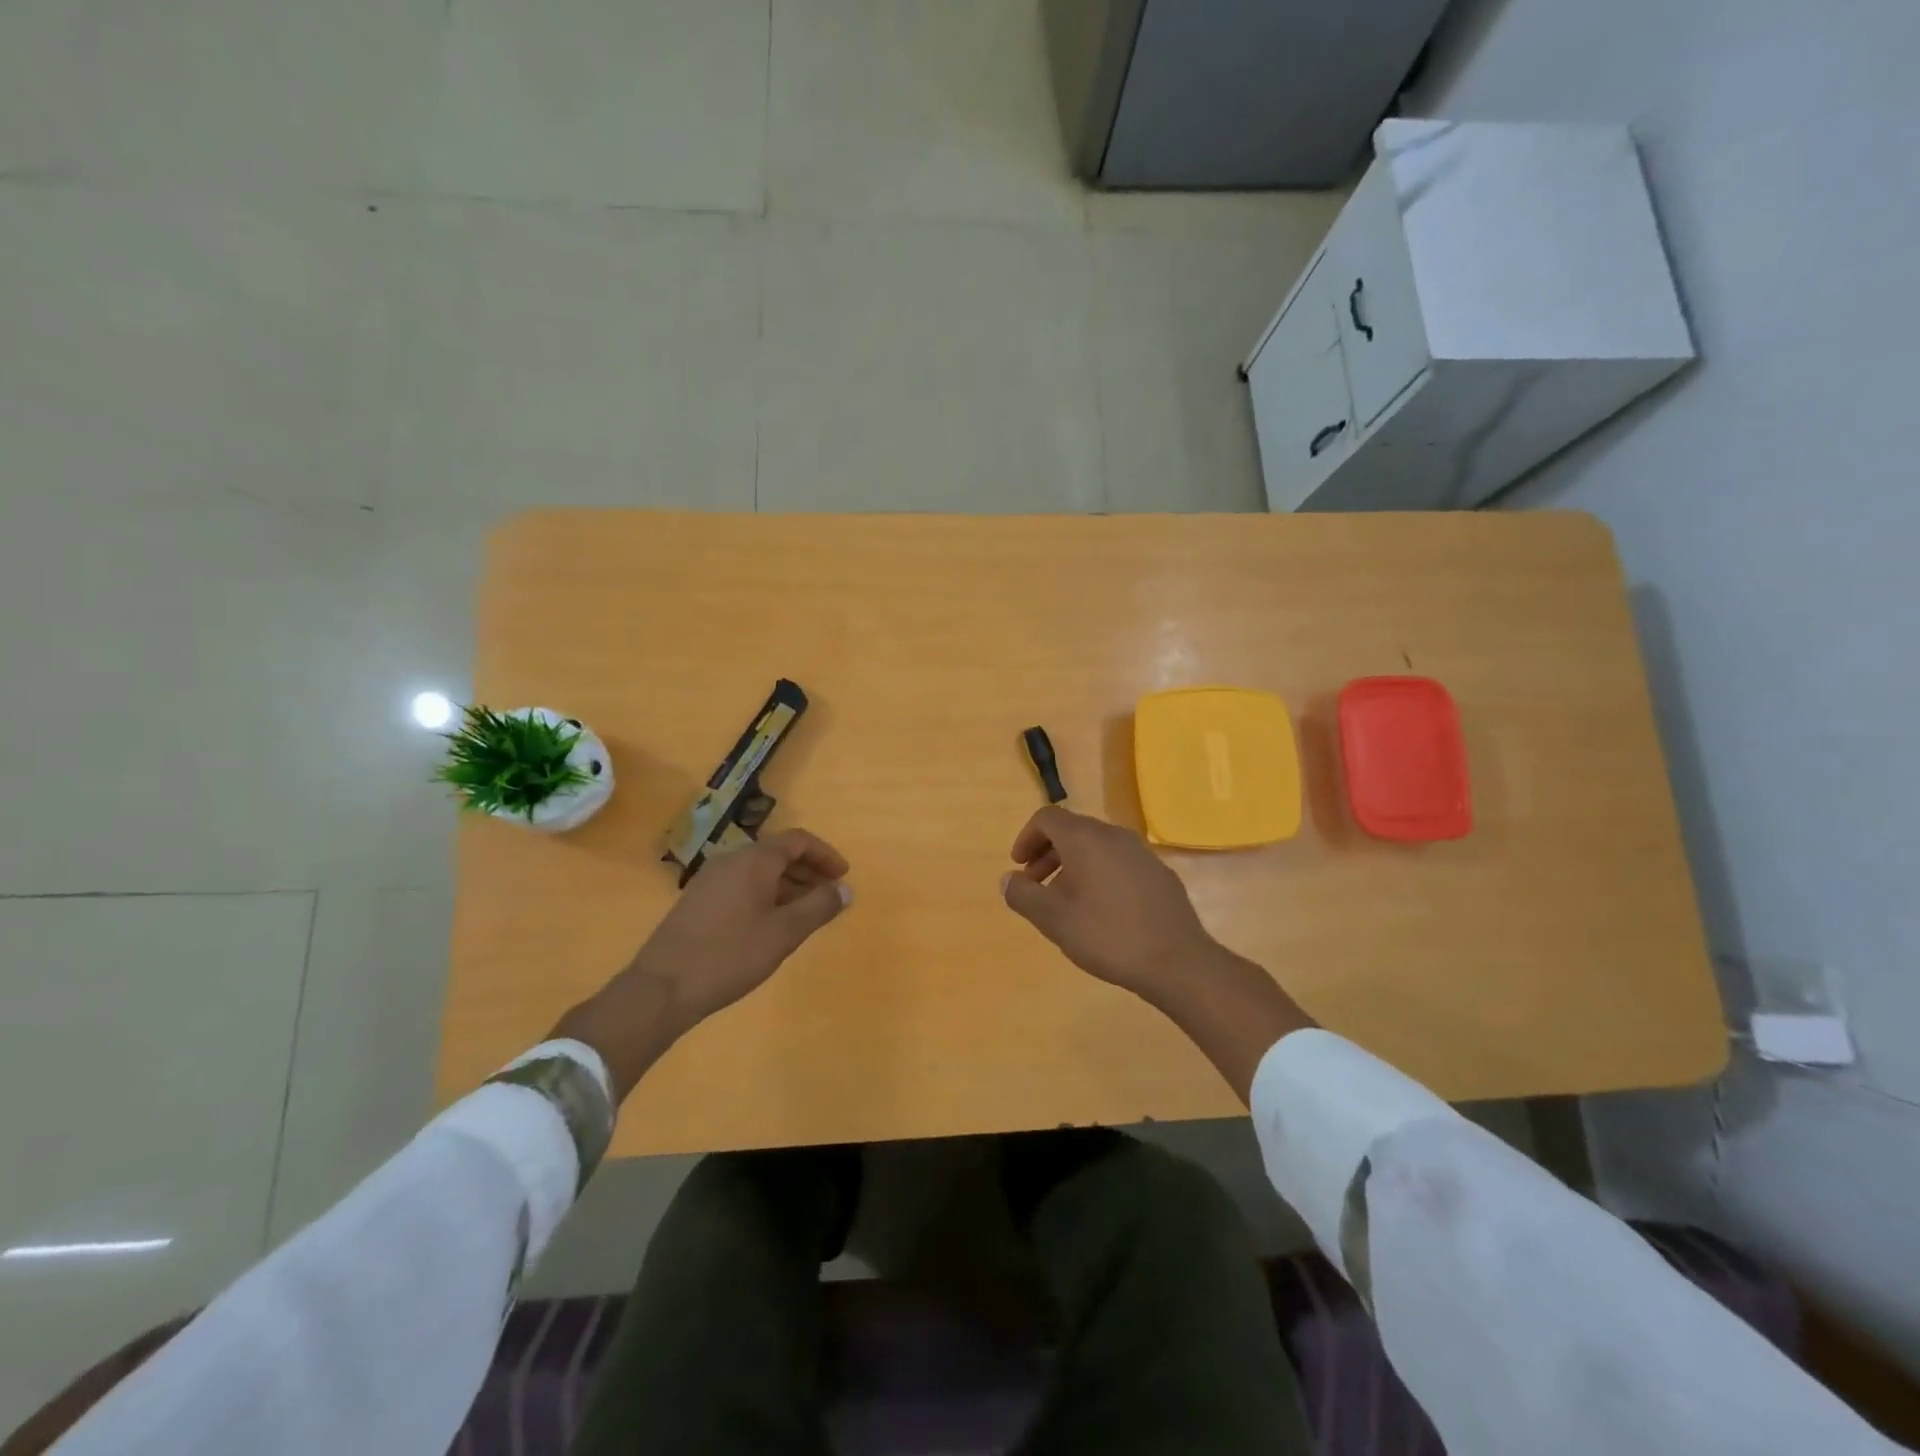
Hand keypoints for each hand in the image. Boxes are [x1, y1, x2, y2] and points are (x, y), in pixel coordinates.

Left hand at [632, 828, 851, 1024]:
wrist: (661, 988)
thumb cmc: (730, 955)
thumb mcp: (784, 932)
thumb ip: (819, 907)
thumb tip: (845, 889)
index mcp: (753, 860)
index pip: (798, 840)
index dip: (824, 855)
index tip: (843, 876)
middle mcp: (731, 861)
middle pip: (777, 853)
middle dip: (808, 871)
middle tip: (829, 896)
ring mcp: (710, 880)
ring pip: (759, 871)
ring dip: (787, 885)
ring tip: (806, 913)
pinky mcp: (698, 901)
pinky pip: (742, 885)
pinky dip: (766, 895)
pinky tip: (771, 924)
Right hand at [1001, 805, 1315, 1101]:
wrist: (1177, 961)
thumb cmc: (1108, 935)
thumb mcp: (1054, 920)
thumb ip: (1023, 895)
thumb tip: (1007, 879)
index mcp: (1086, 838)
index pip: (1048, 818)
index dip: (1026, 838)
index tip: (1019, 867)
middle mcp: (1114, 835)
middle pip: (1073, 830)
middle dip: (1048, 854)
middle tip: (1035, 886)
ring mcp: (1141, 853)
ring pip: (1097, 847)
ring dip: (1073, 866)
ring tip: (1065, 902)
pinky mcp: (1159, 873)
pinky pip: (1119, 862)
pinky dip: (1099, 874)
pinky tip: (1101, 911)